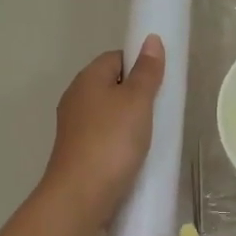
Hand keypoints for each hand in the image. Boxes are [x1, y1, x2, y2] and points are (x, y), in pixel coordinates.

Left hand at [38, 36, 164, 228]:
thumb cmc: (112, 141)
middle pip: (111, 86)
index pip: (115, 58)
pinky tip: (134, 155)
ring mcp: (74, 128)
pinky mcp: (78, 153)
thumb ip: (146, 72)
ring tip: (152, 135)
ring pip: (107, 114)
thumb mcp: (137, 101)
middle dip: (135, 95)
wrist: (81, 195)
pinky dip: (119, 142)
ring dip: (128, 122)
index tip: (160, 83)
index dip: (139, 65)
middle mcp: (76, 99)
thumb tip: (150, 40)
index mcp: (87, 79)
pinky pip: (104, 137)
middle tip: (161, 110)